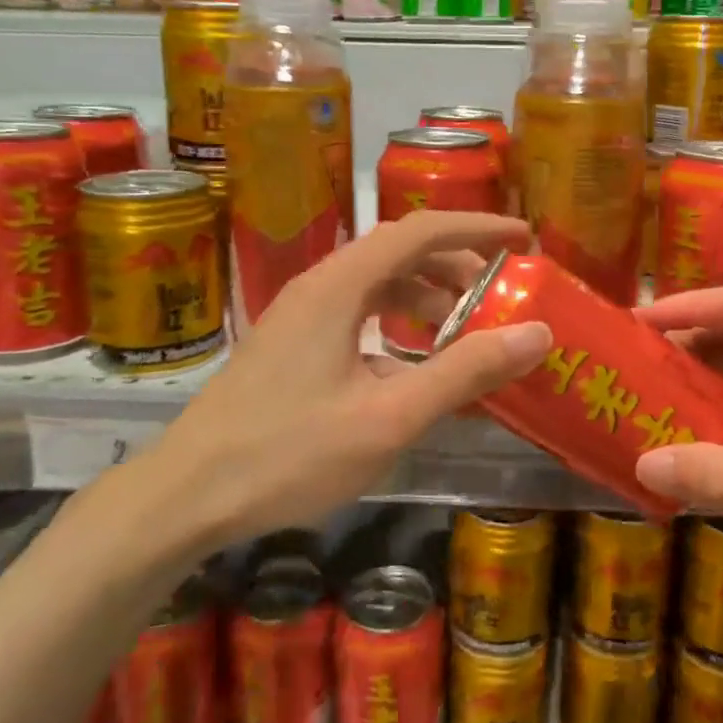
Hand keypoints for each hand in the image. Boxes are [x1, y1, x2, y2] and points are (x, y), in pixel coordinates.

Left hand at [119, 211, 550, 557]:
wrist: (185, 495)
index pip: (421, 229)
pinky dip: (397, 321)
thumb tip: (537, 332)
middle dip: (457, 265)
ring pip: (378, 281)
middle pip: (400, 251)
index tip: (523, 240)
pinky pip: (358, 311)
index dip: (477, 227)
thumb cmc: (289, 453)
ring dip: (427, 294)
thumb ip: (464, 372)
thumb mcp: (389, 417)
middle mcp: (320, 285)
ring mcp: (300, 314)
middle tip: (500, 296)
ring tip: (464, 330)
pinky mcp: (291, 343)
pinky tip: (412, 363)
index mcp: (341, 286)